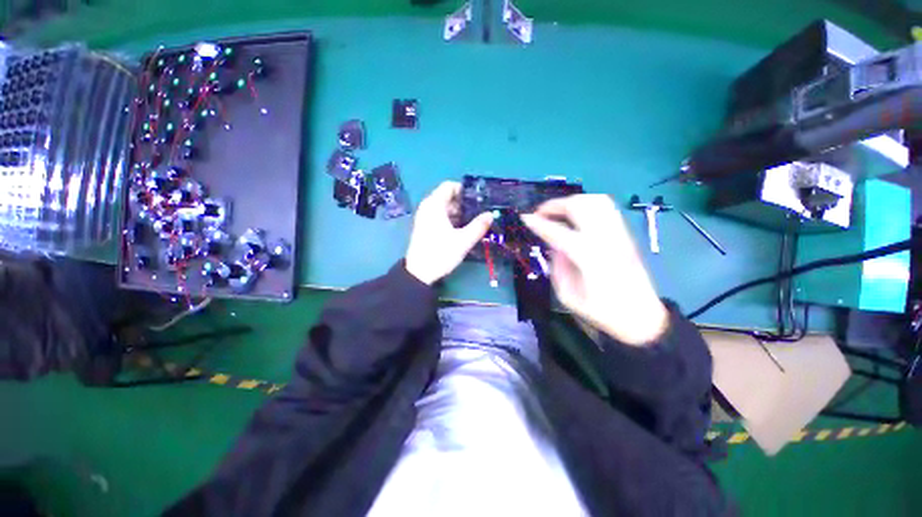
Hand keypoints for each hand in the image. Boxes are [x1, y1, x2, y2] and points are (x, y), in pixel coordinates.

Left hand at [405, 182, 492, 284]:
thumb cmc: (441, 253)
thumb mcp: (463, 240)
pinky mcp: (424, 227)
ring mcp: (424, 218)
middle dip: (463, 203)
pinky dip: (451, 219)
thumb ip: (478, 226)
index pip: (449, 186)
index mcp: (434, 205)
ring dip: (458, 212)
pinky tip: (462, 229)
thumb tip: (490, 214)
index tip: (477, 199)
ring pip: (444, 208)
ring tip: (474, 221)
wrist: (419, 273)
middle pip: (447, 197)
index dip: (464, 190)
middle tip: (479, 212)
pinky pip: (439, 216)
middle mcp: (427, 207)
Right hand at [521, 195, 668, 345]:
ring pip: (595, 200)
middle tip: (540, 214)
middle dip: (554, 205)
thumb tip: (554, 245)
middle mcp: (605, 239)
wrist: (641, 317)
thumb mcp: (568, 295)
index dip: (538, 223)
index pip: (558, 232)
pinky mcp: (626, 234)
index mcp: (588, 257)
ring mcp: (619, 233)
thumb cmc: (601, 312)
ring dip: (571, 202)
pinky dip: (587, 205)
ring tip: (557, 213)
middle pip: (579, 206)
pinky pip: (605, 207)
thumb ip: (558, 265)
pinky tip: (576, 217)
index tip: (524, 218)